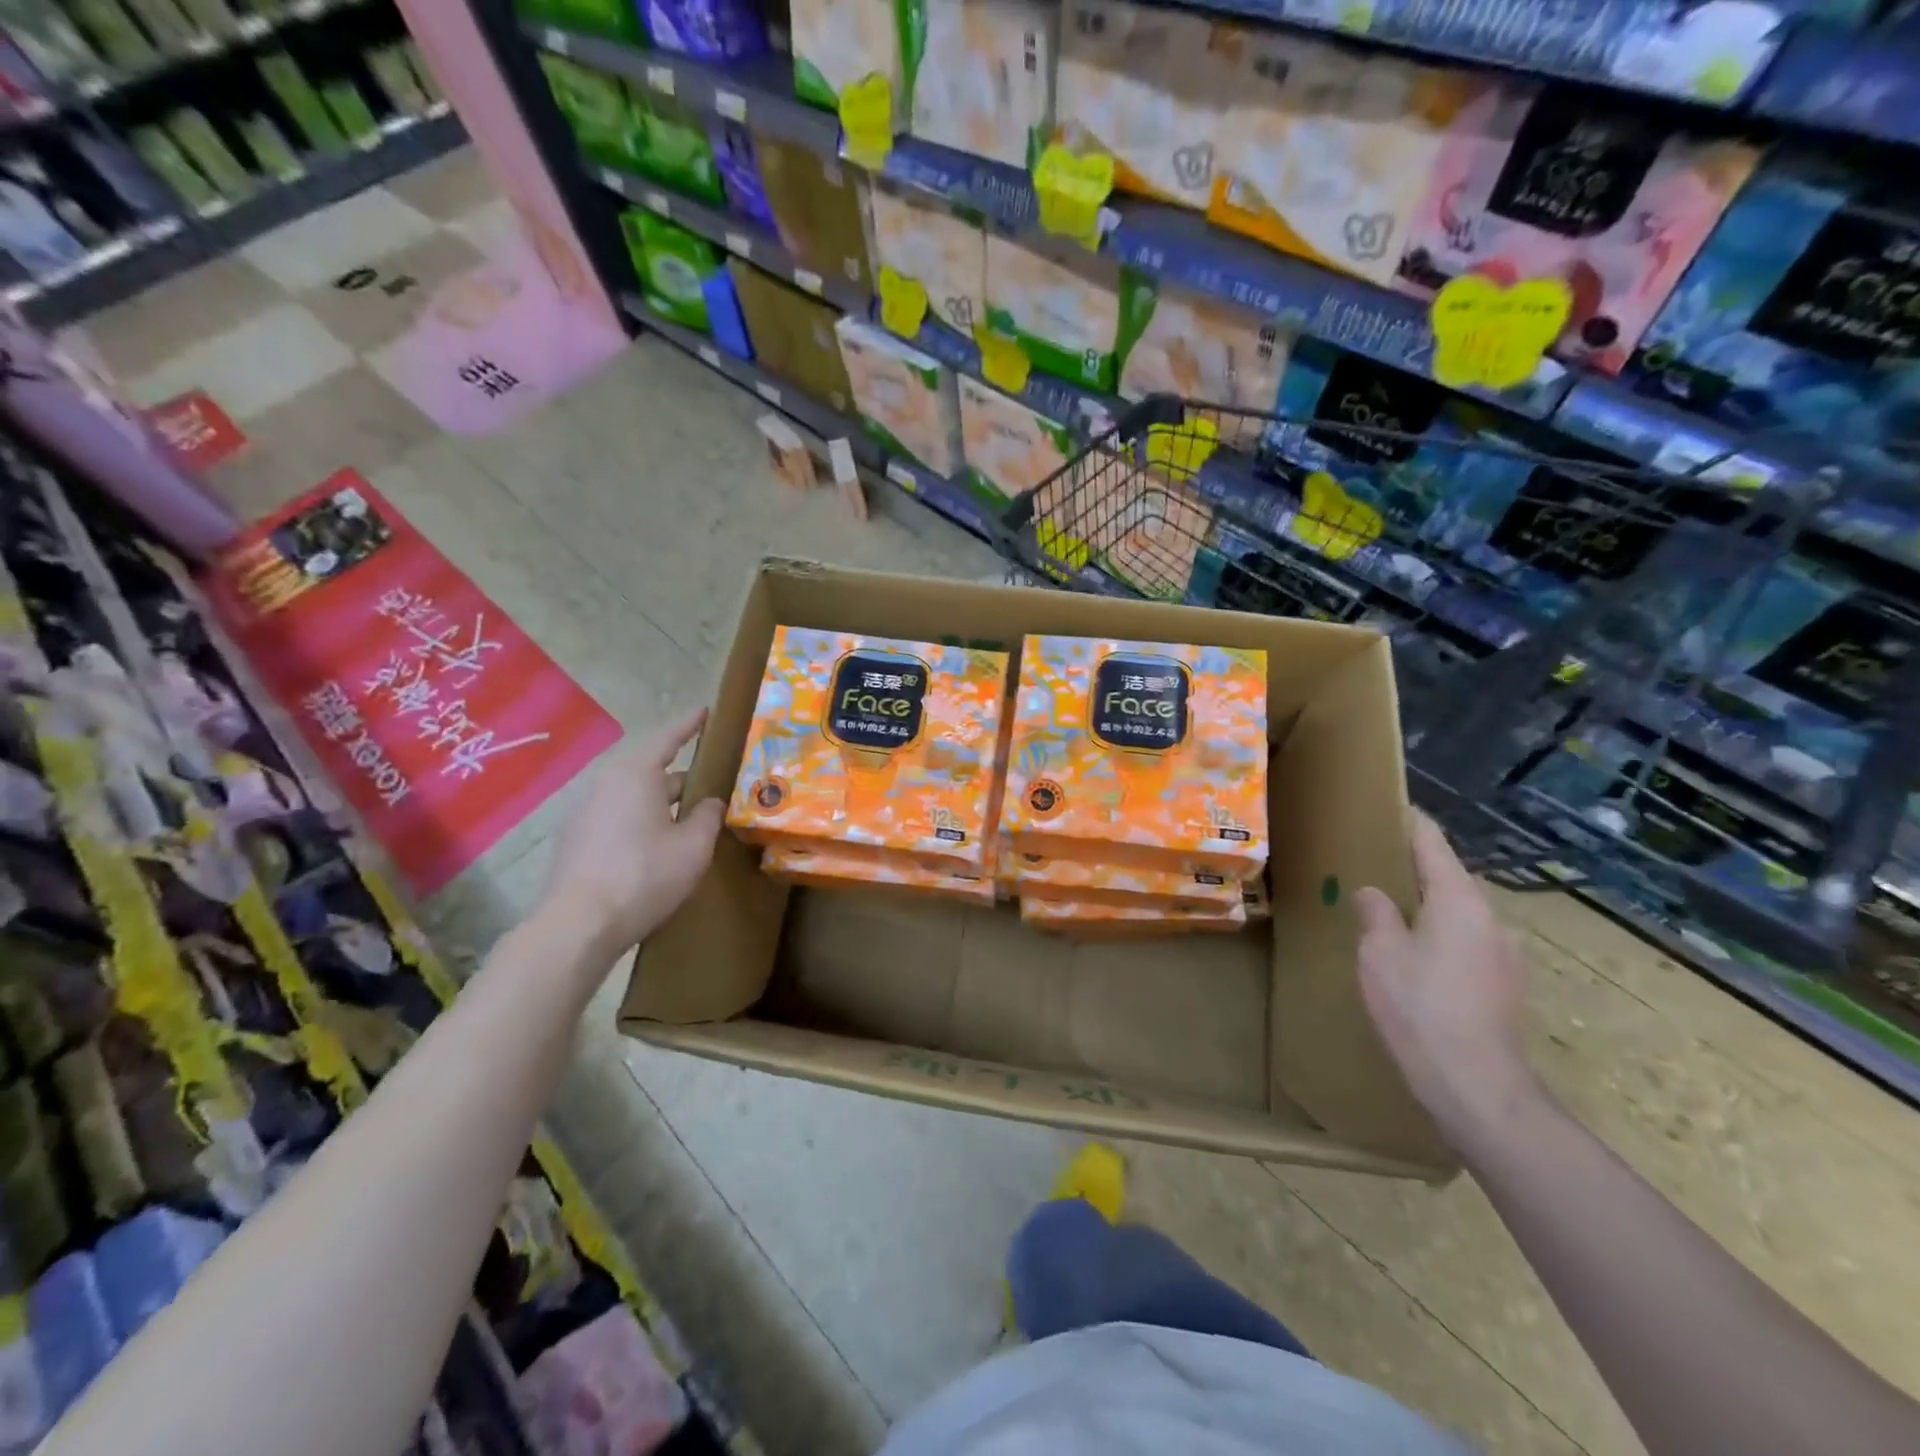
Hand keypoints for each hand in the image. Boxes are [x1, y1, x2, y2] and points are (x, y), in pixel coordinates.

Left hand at [539, 708, 723, 952]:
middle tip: (709, 780)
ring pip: (633, 796)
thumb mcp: (693, 846)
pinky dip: (641, 820)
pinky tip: (656, 845)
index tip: (705, 710)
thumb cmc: (644, 875)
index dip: (689, 725)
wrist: (579, 924)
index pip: (667, 738)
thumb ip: (707, 816)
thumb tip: (711, 802)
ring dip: (660, 801)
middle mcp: (607, 785)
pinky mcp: (577, 841)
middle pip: (650, 769)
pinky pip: (618, 817)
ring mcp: (586, 813)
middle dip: (680, 774)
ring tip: (687, 816)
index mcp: (637, 775)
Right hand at [1353, 812, 1539, 1146]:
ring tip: (1391, 915)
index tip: (1391, 809)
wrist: (1476, 1085)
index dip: (1411, 824)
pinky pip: (1468, 944)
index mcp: (1460, 901)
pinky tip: (1417, 960)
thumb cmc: (1419, 1006)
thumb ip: (1375, 913)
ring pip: (1460, 915)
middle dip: (1415, 870)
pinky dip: (1441, 937)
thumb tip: (1372, 893)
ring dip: (1429, 908)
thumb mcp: (1379, 953)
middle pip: (1450, 879)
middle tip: (1375, 866)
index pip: (1434, 845)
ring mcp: (1506, 955)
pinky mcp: (1506, 986)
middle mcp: (1492, 919)